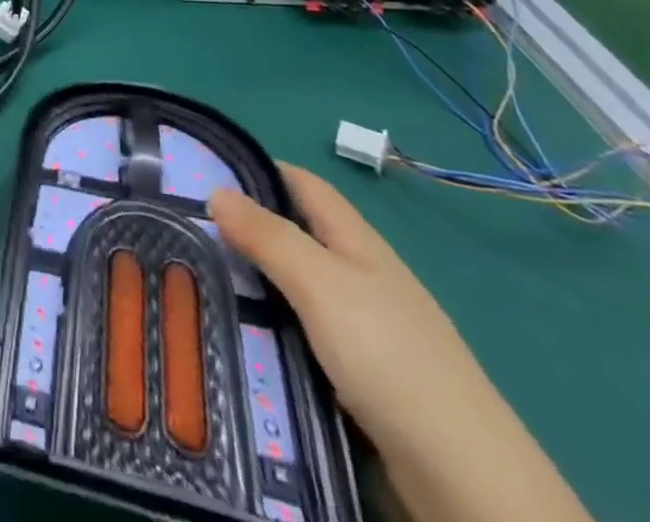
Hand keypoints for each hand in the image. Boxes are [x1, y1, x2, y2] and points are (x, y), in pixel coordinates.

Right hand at [208, 166, 511, 457]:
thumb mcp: (319, 284)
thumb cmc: (388, 357)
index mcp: (358, 243)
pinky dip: (270, 329)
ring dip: (253, 284)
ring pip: (295, 290)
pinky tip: (240, 337)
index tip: (203, 171)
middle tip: (185, 231)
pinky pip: (302, 336)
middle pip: (296, 237)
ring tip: (196, 281)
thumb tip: (216, 190)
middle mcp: (362, 278)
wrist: (464, 480)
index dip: (259, 169)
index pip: (304, 185)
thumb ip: (267, 236)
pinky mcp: (360, 380)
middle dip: (245, 231)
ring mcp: (364, 331)